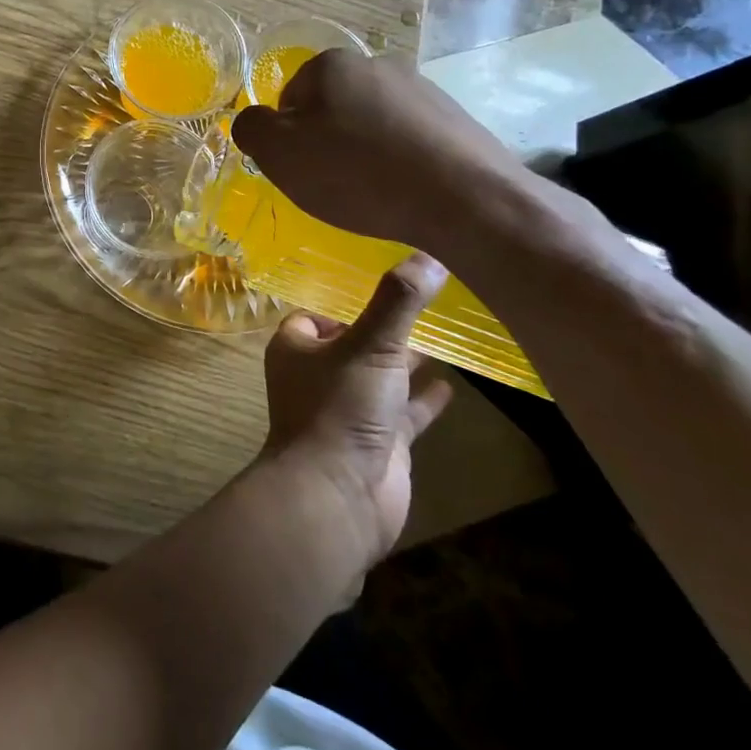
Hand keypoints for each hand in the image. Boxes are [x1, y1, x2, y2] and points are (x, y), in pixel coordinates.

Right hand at [230, 50, 522, 256]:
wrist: (464, 200)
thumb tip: (254, 121)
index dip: (287, 138)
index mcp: (332, 65)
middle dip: (325, 142)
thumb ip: (250, 129)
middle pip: (331, 108)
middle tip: (331, 183)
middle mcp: (378, 64)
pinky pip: (407, 140)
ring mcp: (422, 89)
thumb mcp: (279, 154)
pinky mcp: (455, 119)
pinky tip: (403, 191)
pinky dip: (398, 162)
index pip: (289, 98)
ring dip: (362, 152)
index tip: (301, 169)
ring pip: (370, 123)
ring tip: (371, 192)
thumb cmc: (357, 172)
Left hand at [259, 253, 455, 577]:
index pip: (317, 313)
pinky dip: (423, 400)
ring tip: (443, 334)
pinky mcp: (379, 442)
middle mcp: (319, 376)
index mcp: (298, 348)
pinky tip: (452, 385)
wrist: (338, 495)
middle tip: (423, 302)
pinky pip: (404, 412)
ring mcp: (349, 411)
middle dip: (382, 327)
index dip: (343, 299)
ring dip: (406, 361)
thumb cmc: (340, 408)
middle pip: (353, 343)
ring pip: (381, 377)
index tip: (382, 279)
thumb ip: (398, 302)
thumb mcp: (370, 345)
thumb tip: (429, 253)